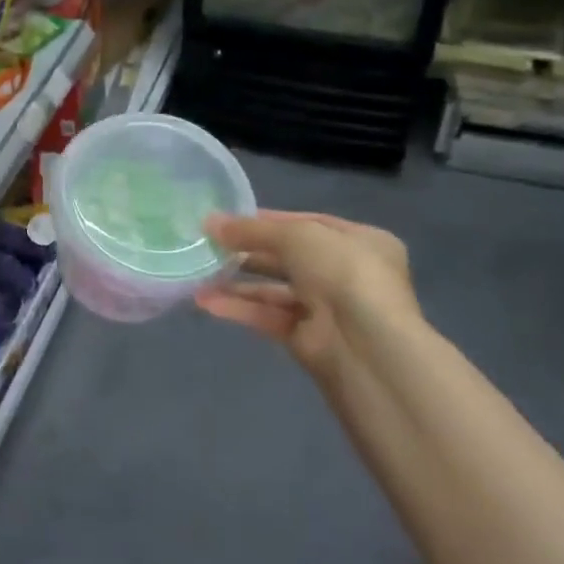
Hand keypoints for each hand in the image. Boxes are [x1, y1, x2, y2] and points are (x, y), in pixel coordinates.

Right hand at [195, 211, 416, 378]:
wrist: (364, 344)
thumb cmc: (342, 273)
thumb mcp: (297, 236)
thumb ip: (252, 230)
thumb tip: (210, 222)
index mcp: (361, 241)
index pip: (309, 224)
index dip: (268, 220)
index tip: (229, 220)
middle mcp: (347, 273)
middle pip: (288, 257)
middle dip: (248, 252)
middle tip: (209, 245)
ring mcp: (327, 308)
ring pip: (274, 290)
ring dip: (237, 282)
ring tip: (199, 274)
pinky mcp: (306, 338)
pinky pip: (267, 316)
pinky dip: (239, 308)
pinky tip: (206, 301)